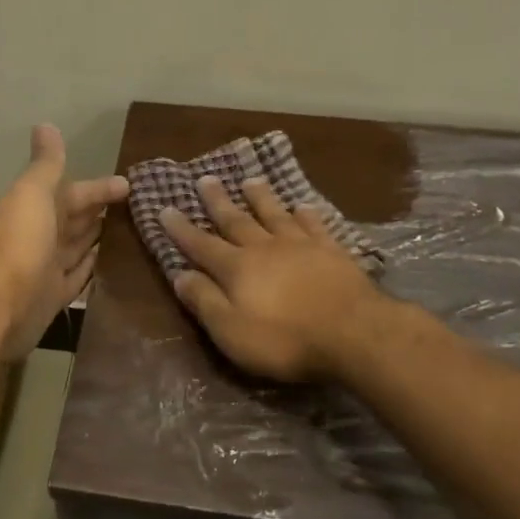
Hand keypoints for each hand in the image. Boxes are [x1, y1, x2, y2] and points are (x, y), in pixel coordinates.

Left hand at [0, 124, 129, 360]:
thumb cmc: (19, 242)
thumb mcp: (33, 194)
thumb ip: (46, 165)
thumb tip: (46, 125)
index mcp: (34, 208)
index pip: (73, 192)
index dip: (99, 188)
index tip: (130, 184)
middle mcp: (40, 235)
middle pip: (75, 219)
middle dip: (100, 211)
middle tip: (139, 207)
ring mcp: (47, 267)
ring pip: (78, 247)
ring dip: (99, 238)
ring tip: (133, 230)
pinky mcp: (54, 296)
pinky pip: (78, 277)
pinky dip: (93, 268)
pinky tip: (113, 263)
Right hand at [163, 176, 382, 381]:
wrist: (354, 333)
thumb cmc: (285, 339)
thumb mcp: (231, 330)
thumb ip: (204, 301)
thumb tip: (179, 274)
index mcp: (236, 269)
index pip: (201, 245)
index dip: (181, 229)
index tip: (165, 209)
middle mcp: (265, 248)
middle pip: (236, 220)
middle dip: (218, 201)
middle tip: (205, 179)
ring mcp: (301, 246)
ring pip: (274, 214)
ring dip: (260, 198)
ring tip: (250, 181)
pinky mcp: (333, 252)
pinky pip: (314, 225)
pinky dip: (305, 213)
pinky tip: (302, 206)